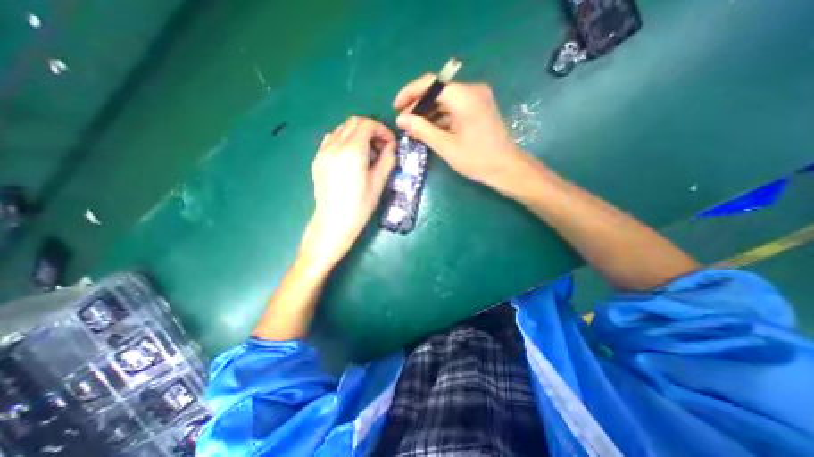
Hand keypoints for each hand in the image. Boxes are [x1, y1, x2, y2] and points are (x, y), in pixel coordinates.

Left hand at [301, 116, 398, 270]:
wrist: (333, 222)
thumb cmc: (359, 206)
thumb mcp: (378, 183)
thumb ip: (387, 160)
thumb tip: (391, 147)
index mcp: (352, 151)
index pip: (367, 124)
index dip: (382, 130)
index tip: (390, 144)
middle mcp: (334, 145)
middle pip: (353, 122)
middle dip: (371, 130)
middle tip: (380, 148)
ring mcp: (323, 151)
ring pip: (341, 129)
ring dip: (357, 135)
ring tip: (366, 154)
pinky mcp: (317, 159)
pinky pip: (331, 139)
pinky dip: (344, 141)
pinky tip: (351, 158)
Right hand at [393, 73, 527, 186]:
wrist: (505, 168)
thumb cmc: (476, 159)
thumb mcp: (445, 146)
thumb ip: (422, 129)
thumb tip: (401, 119)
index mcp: (464, 96)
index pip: (430, 83)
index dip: (410, 93)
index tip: (395, 107)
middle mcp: (472, 90)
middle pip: (437, 91)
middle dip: (418, 106)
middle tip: (404, 123)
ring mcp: (477, 99)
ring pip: (445, 100)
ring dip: (428, 113)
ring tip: (414, 129)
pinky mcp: (479, 109)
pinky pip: (454, 108)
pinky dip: (441, 117)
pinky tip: (430, 129)